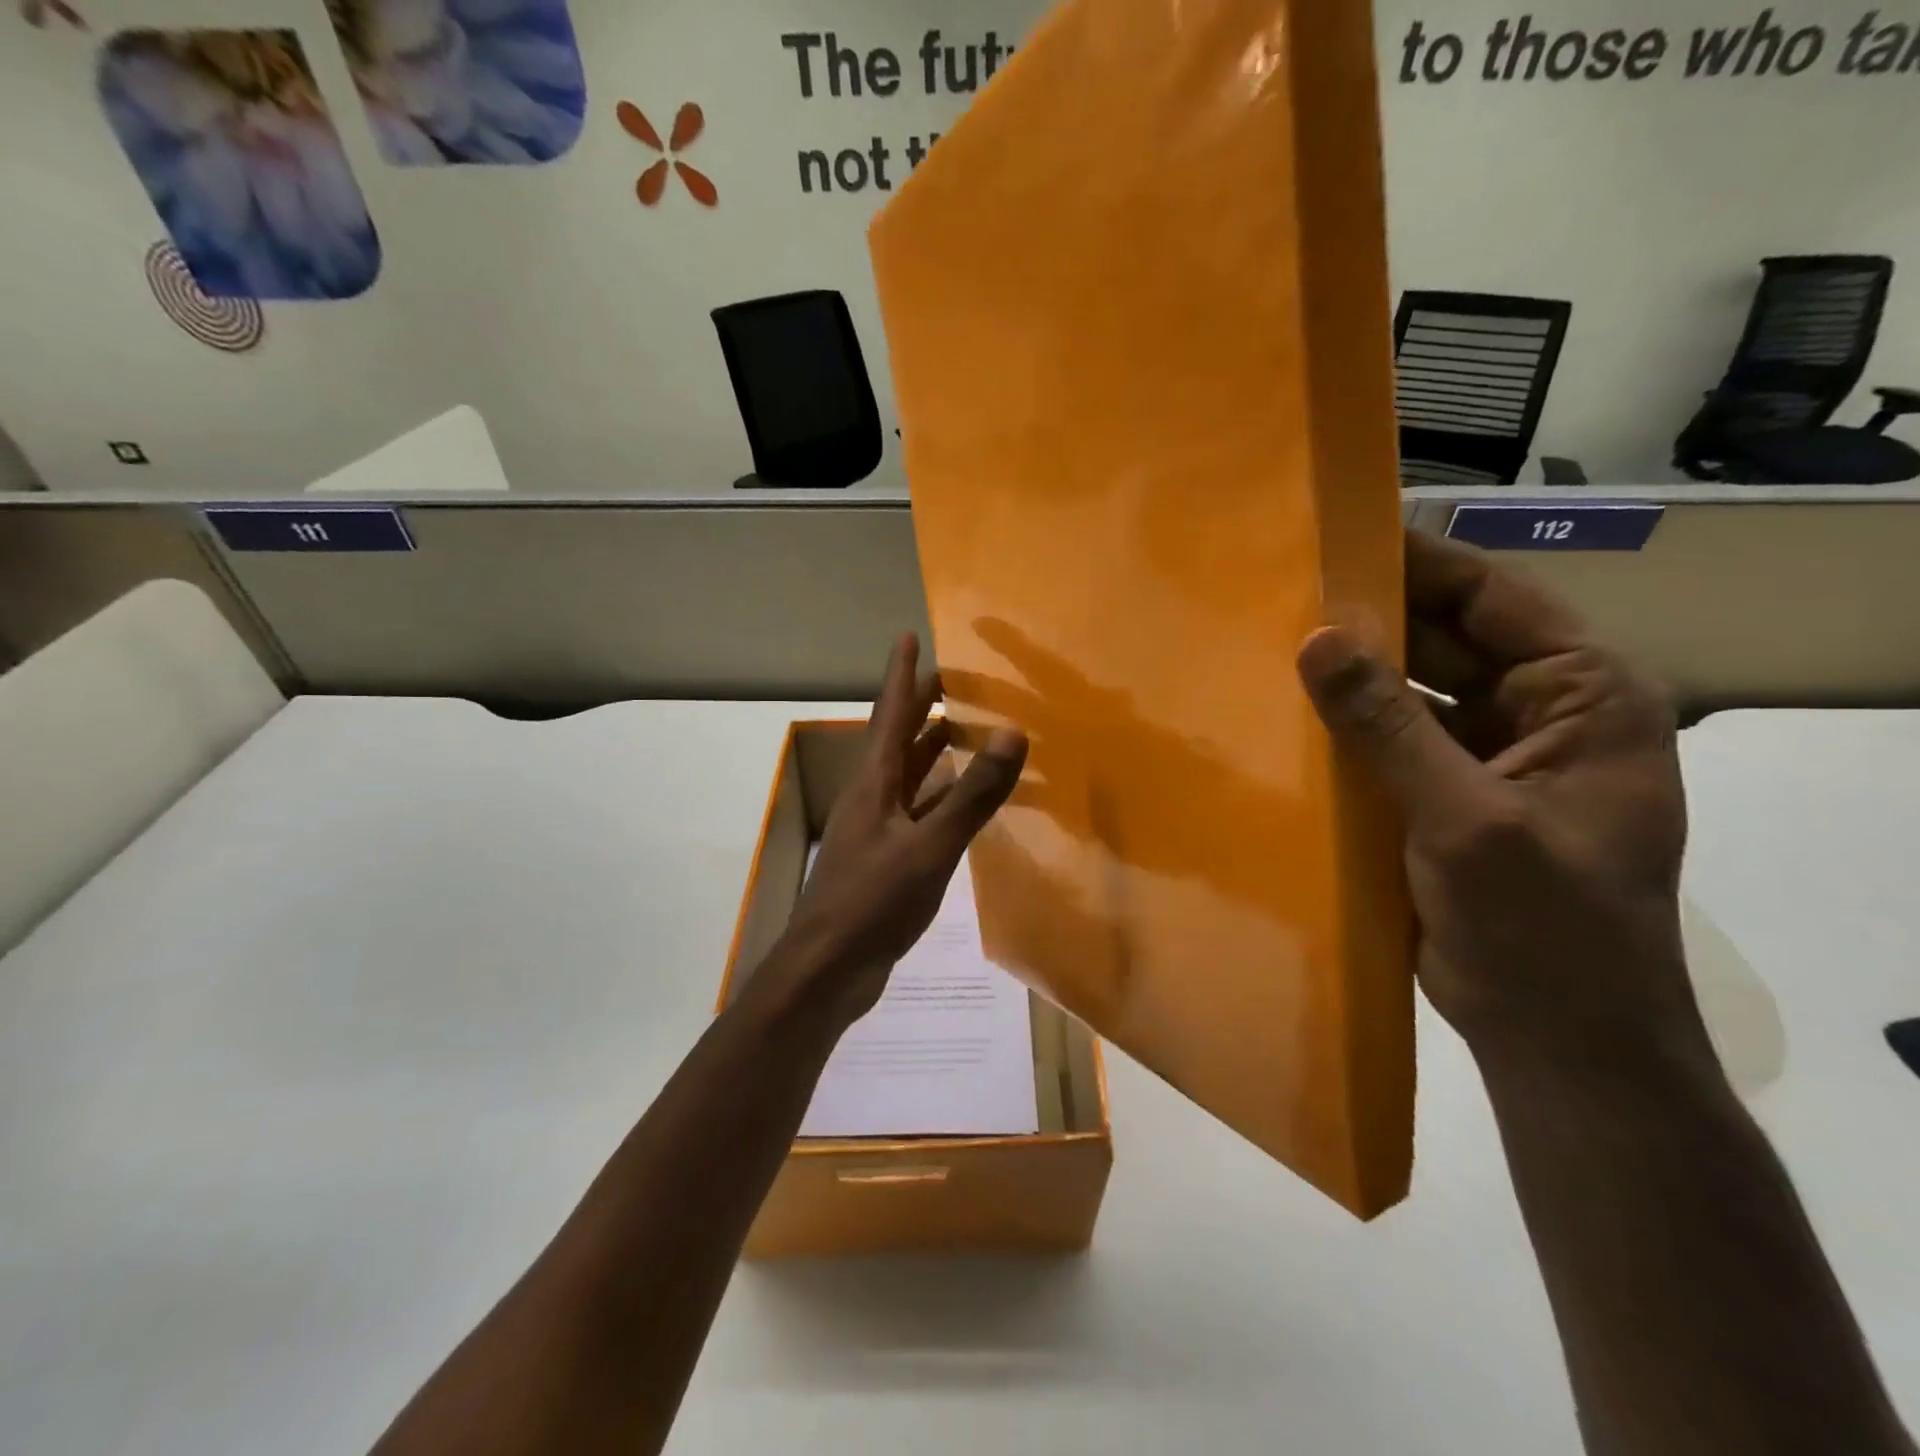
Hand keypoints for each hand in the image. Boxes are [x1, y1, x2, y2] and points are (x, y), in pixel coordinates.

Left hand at [774, 634, 1028, 1029]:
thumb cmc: (873, 902)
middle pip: (900, 739)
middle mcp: (872, 796)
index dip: (902, 675)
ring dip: (935, 751)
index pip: (891, 713)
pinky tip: (964, 802)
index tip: (908, 636)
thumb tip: (1011, 734)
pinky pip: (920, 812)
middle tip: (954, 679)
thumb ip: (973, 795)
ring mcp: (877, 829)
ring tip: (967, 730)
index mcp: (875, 782)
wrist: (828, 969)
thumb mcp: (930, 847)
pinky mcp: (886, 859)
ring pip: (910, 777)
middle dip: (922, 707)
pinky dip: (943, 798)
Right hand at [1296, 531, 1707, 1072]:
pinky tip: (1287, 718)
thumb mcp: (1466, 817)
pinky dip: (1346, 733)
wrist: (1555, 1039)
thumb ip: (1389, 725)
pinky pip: (1389, 746)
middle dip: (1372, 625)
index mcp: (1585, 698)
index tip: (1342, 539)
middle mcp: (1540, 716)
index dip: (1422, 567)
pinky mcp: (1444, 800)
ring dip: (1352, 680)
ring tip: (1270, 648)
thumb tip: (1317, 639)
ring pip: (1411, 697)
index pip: (1496, 602)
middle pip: (1446, 645)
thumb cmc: (1542, 925)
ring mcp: (1488, 761)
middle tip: (1284, 595)